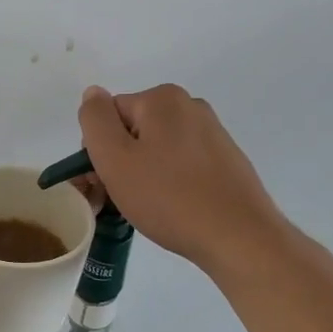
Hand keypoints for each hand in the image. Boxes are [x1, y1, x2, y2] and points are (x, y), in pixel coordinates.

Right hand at [78, 84, 288, 277]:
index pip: (108, 116)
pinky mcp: (226, 159)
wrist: (240, 238)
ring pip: (157, 148)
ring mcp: (212, 133)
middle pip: (133, 129)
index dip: (99, 150)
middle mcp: (189, 106)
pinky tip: (174, 208)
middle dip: (121, 161)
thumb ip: (95, 120)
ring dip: (144, 173)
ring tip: (148, 208)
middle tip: (120, 198)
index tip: (102, 183)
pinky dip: (171, 181)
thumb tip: (92, 93)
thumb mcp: (115, 158)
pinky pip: (182, 163)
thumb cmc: (169, 197)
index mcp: (162, 98)